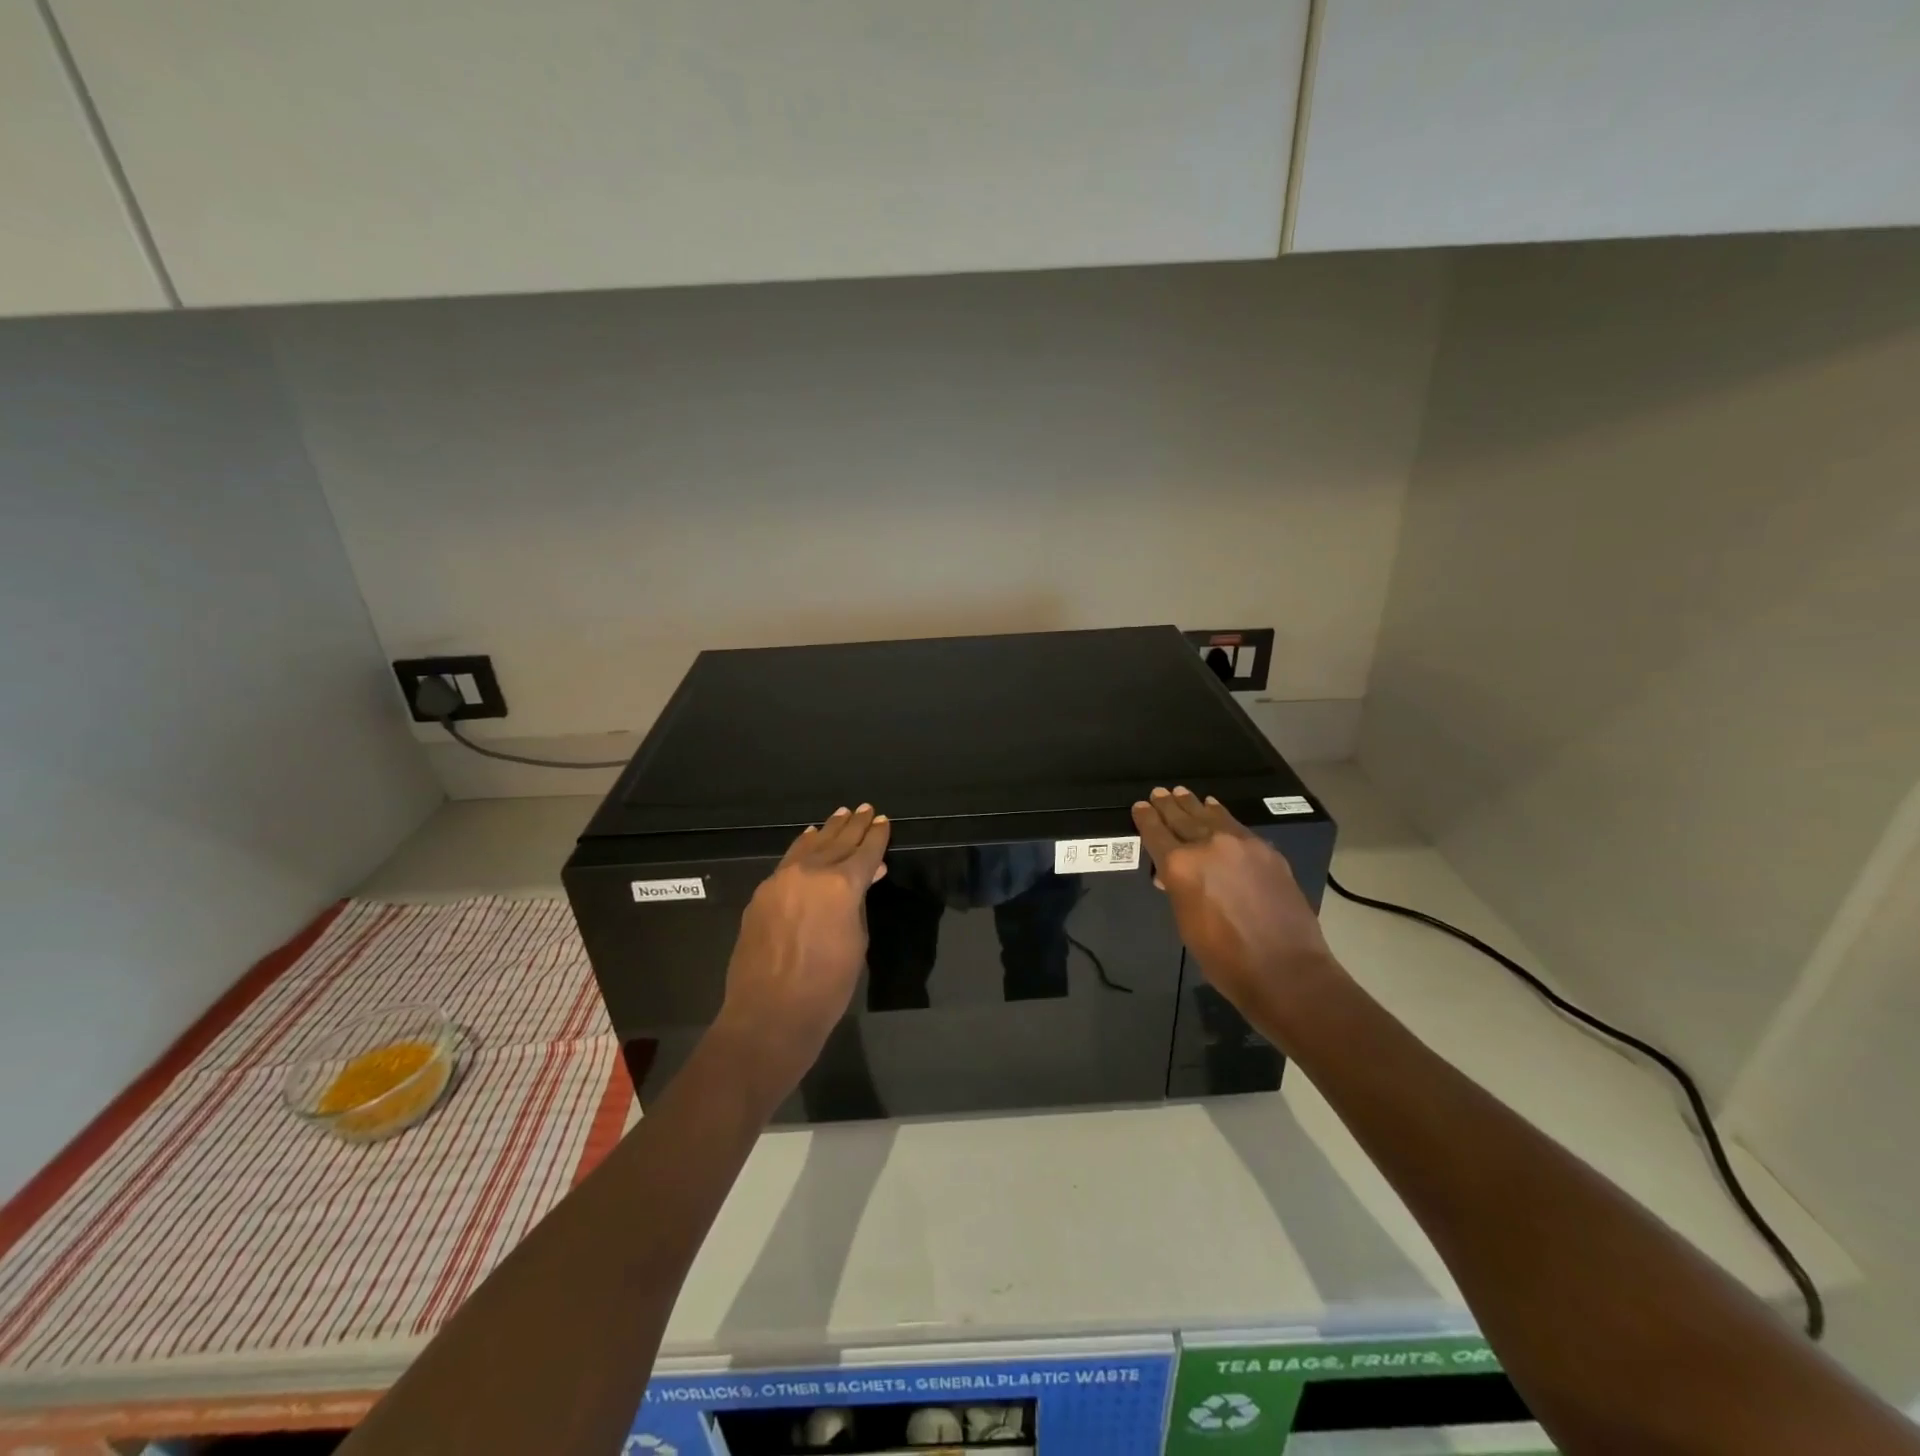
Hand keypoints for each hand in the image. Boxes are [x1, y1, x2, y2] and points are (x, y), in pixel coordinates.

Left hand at [712, 804, 890, 1101]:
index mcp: (841, 884)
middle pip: (837, 841)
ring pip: (809, 846)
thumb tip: (866, 877)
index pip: (865, 851)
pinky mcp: (761, 894)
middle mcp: (810, 872)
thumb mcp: (856, 942)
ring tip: (840, 815)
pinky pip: (787, 861)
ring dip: (827, 830)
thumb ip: (859, 903)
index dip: (877, 835)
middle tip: (866, 809)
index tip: (884, 820)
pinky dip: (802, 847)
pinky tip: (808, 840)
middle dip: (854, 825)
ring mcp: (780, 881)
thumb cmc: (827, 986)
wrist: (769, 1014)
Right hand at [1131, 787, 1336, 1025]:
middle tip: (1158, 793)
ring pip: (1211, 816)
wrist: (1285, 969)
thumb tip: (1171, 876)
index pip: (1156, 833)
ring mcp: (1241, 844)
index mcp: (1180, 866)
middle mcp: (1208, 845)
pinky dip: (1221, 815)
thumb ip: (1178, 890)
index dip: (1145, 819)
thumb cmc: (1224, 958)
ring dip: (1194, 805)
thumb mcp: (1186, 923)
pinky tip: (1216, 810)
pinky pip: (1236, 826)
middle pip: (1182, 818)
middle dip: (1167, 806)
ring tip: (1182, 794)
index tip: (1139, 806)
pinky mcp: (1266, 851)